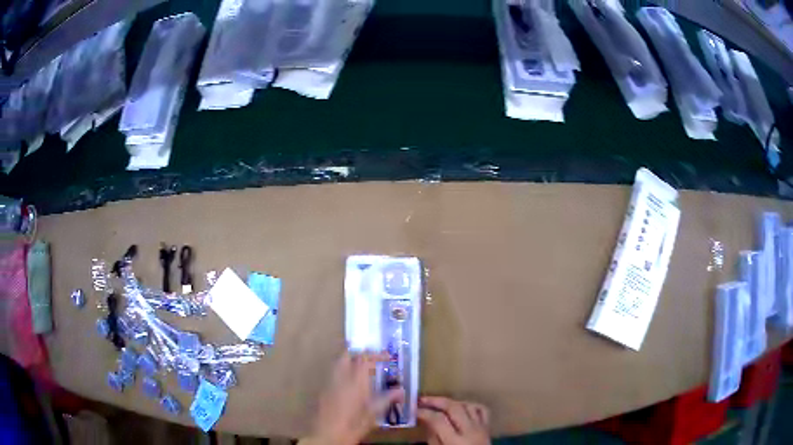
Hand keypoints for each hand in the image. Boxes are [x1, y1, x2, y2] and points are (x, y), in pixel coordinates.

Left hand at [304, 352, 403, 444]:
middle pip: (348, 355)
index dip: (376, 355)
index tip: (387, 357)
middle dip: (360, 353)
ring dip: (350, 360)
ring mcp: (330, 382)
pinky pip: (333, 373)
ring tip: (363, 368)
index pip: (365, 358)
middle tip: (372, 358)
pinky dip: (343, 370)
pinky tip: (350, 382)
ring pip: (338, 362)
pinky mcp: (323, 389)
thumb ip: (386, 399)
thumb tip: (401, 390)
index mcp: (355, 381)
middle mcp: (341, 377)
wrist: (327, 434)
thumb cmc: (353, 425)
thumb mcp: (373, 414)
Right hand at [418, 396, 490, 444]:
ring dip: (452, 402)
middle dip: (436, 401)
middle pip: (454, 408)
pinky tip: (460, 407)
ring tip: (439, 403)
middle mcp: (470, 432)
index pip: (438, 420)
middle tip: (422, 400)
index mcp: (455, 442)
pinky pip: (481, 410)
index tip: (413, 409)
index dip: (424, 412)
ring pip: (468, 405)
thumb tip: (426, 420)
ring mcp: (481, 428)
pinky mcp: (488, 428)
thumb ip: (433, 437)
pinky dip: (470, 405)